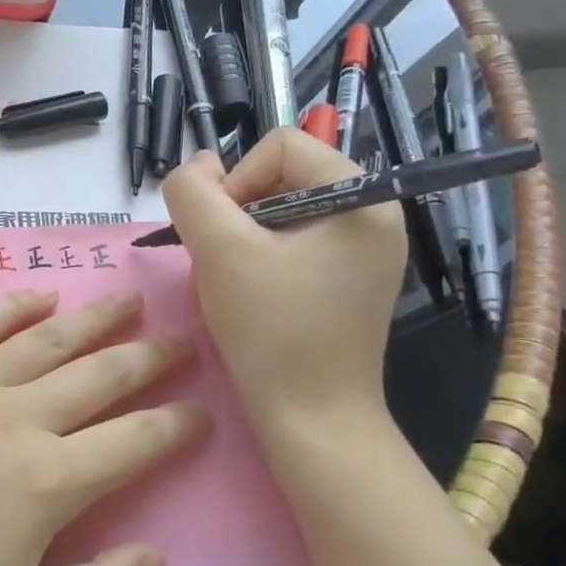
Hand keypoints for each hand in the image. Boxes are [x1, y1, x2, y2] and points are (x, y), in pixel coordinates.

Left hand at [0, 289, 207, 565]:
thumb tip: (156, 557)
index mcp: (47, 483)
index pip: (134, 442)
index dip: (176, 425)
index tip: (203, 411)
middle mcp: (15, 418)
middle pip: (99, 375)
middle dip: (149, 357)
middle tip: (183, 339)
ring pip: (45, 338)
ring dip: (94, 317)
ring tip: (128, 299)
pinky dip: (12, 307)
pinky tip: (40, 296)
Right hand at [161, 132, 405, 441]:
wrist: (313, 421)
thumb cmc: (271, 331)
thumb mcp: (218, 250)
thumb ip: (193, 192)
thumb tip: (199, 167)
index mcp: (361, 197)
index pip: (280, 145)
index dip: (237, 180)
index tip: (221, 234)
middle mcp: (373, 214)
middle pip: (280, 176)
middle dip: (236, 214)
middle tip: (221, 262)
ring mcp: (363, 250)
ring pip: (279, 212)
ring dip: (240, 239)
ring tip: (228, 282)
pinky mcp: (348, 279)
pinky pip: (292, 243)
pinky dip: (258, 259)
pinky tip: (245, 295)